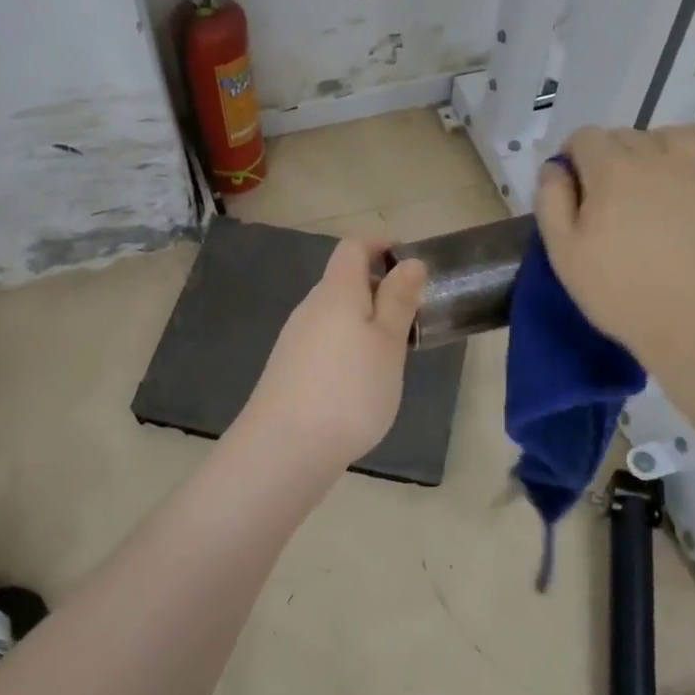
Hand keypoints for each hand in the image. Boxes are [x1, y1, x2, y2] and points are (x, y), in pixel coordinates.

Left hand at [234, 240, 427, 473]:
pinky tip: (359, 382)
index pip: (353, 248)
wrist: (284, 449)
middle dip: (378, 291)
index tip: (408, 264)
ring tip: (390, 357)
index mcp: (336, 291)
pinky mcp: (288, 369)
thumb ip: (398, 300)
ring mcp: (294, 339)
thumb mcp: (388, 343)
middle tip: (409, 320)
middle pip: (343, 282)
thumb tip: (409, 261)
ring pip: (334, 315)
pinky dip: (347, 347)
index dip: (380, 246)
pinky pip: (324, 341)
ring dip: (364, 322)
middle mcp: (310, 307)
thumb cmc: (349, 389)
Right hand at [535, 124, 694, 365]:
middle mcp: (658, 158)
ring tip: (653, 174)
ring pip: (675, 134)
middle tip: (608, 192)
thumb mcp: (563, 253)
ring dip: (656, 145)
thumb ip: (551, 201)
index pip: (586, 136)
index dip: (573, 154)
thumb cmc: (620, 292)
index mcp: (611, 171)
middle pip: (627, 134)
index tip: (572, 183)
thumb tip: (555, 167)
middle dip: (611, 153)